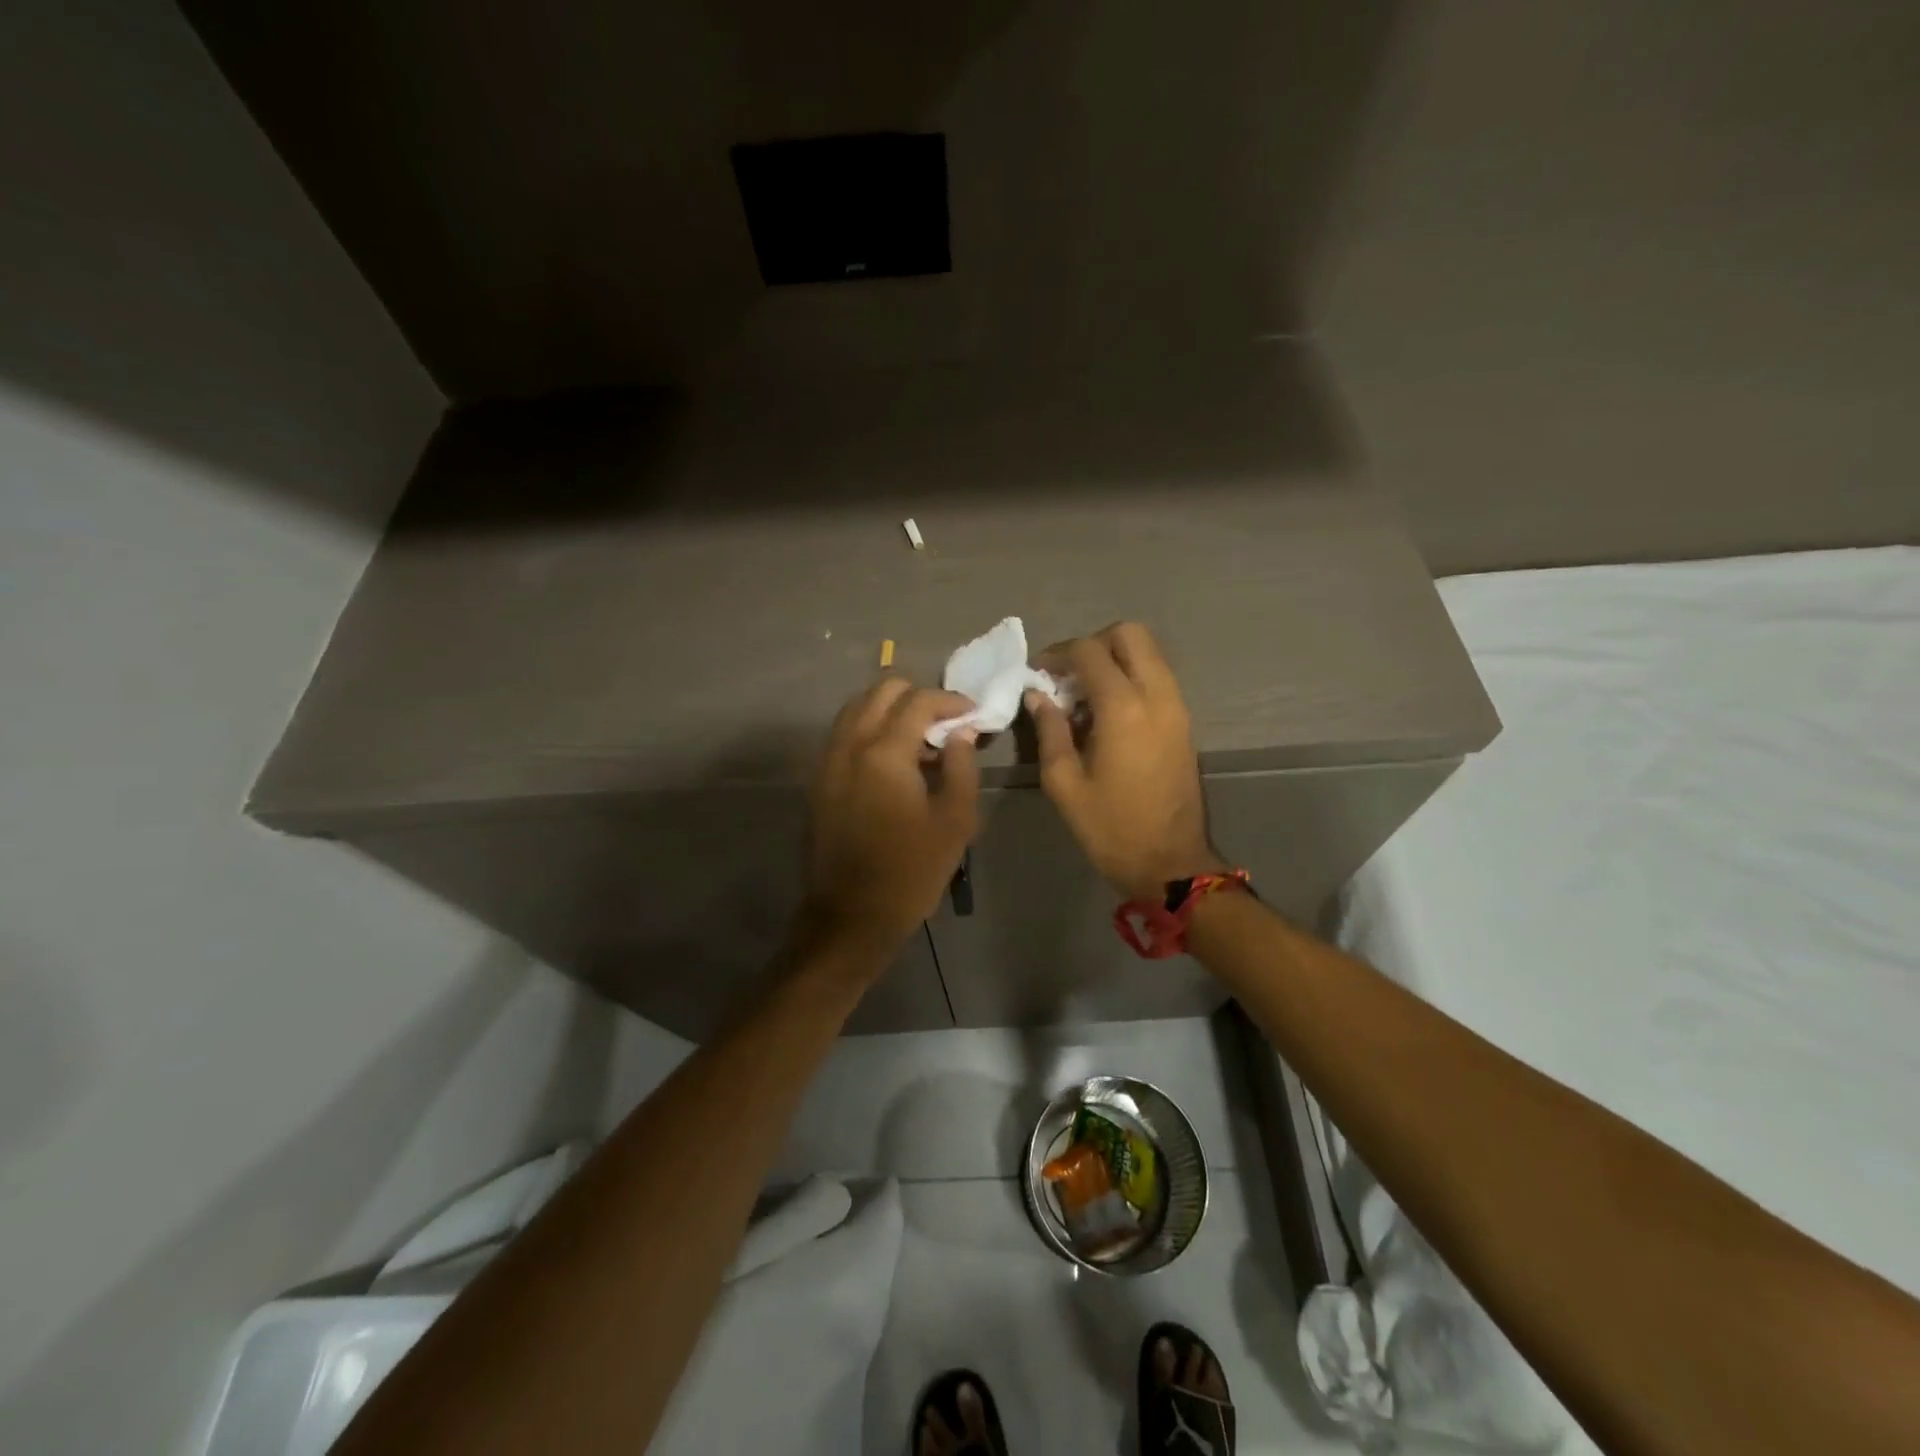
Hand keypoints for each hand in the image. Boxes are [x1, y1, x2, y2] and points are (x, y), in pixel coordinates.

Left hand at [800, 678, 980, 963]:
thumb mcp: (954, 821)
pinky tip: (894, 758)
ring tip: (920, 739)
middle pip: (882, 691)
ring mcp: (829, 760)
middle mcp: (850, 745)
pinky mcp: (820, 778)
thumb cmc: (911, 870)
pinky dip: (870, 728)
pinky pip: (845, 733)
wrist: (852, 915)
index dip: (951, 701)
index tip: (973, 715)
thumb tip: (962, 732)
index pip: (919, 700)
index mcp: (884, 752)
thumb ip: (962, 766)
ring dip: (891, 710)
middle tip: (945, 723)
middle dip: (918, 696)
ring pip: (858, 707)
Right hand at [1027, 623, 1224, 900]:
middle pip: (1130, 634)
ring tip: (1084, 695)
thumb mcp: (1065, 784)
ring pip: (1149, 653)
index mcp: (1123, 709)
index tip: (1039, 673)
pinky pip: (1158, 678)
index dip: (1059, 653)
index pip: (1090, 651)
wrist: (1171, 863)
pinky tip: (1108, 713)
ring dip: (1115, 659)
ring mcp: (1177, 708)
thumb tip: (1037, 695)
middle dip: (1094, 643)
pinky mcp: (1184, 723)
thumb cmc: (1111, 828)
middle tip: (1068, 675)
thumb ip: (1049, 731)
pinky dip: (1131, 677)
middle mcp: (1157, 696)